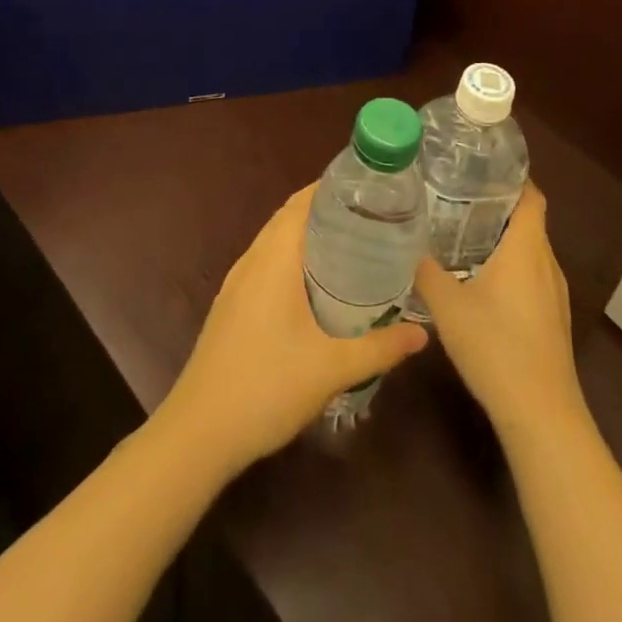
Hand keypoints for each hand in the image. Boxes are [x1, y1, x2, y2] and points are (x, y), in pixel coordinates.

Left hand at [158, 185, 428, 473]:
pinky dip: (294, 258)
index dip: (334, 187)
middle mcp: (252, 260)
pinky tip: (318, 286)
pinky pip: (267, 264)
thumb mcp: (332, 368)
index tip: (371, 188)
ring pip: (277, 241)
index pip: (303, 202)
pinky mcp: (232, 306)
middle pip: (290, 217)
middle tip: (374, 217)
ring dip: (309, 235)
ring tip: (354, 244)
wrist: (198, 434)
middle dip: (328, 210)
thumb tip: (423, 334)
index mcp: (273, 258)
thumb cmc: (266, 387)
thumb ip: (380, 347)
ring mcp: (237, 283)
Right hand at [413, 184, 585, 439]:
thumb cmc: (496, 347)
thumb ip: (426, 271)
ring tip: (463, 234)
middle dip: (497, 206)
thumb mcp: (448, 306)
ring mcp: (554, 294)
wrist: (541, 415)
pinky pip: (532, 276)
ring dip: (503, 239)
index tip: (481, 168)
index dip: (512, 177)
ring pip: (530, 251)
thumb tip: (407, 245)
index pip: (531, 195)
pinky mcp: (553, 319)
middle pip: (528, 220)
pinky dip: (510, 267)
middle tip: (458, 197)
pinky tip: (481, 281)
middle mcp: (546, 263)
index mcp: (526, 248)